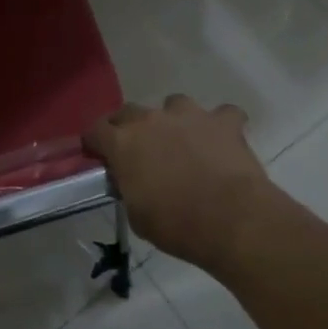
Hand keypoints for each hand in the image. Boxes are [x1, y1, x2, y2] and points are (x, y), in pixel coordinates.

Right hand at [84, 96, 276, 273]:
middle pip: (129, 111)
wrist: (233, 220)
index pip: (95, 130)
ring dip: (174, 120)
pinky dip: (220, 125)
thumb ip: (129, 189)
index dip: (95, 142)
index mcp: (123, 143)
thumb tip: (131, 181)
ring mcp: (190, 115)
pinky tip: (222, 141)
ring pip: (174, 104)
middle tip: (138, 151)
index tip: (98, 155)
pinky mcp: (224, 121)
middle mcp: (152, 120)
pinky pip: (222, 114)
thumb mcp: (137, 216)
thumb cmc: (177, 225)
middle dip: (129, 128)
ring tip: (183, 142)